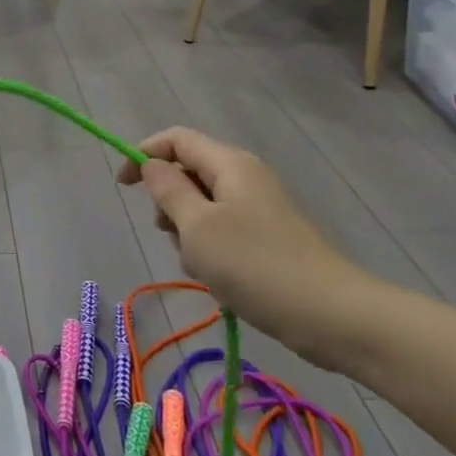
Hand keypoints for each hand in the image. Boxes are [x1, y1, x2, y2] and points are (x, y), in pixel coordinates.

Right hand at [117, 127, 382, 365]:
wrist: (331, 316)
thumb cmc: (256, 265)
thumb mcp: (197, 226)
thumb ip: (169, 191)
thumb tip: (152, 166)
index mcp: (230, 164)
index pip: (176, 139)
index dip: (143, 154)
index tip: (123, 186)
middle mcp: (245, 178)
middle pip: (189, 171)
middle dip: (168, 200)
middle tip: (170, 234)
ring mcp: (259, 209)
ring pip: (202, 206)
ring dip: (187, 231)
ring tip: (199, 264)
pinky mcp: (268, 238)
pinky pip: (222, 230)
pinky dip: (209, 249)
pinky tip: (218, 278)